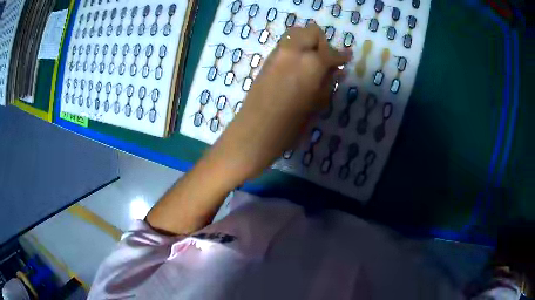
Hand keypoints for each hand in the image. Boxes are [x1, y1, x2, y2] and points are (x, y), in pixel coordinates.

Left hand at [206, 24, 351, 183]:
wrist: (254, 132)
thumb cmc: (290, 126)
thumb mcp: (317, 105)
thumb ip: (328, 83)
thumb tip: (338, 70)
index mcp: (311, 63)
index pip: (331, 52)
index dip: (341, 56)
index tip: (347, 58)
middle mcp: (293, 52)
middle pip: (311, 31)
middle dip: (322, 42)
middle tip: (325, 61)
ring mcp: (277, 54)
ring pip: (296, 34)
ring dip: (307, 42)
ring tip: (311, 62)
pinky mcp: (267, 60)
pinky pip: (285, 45)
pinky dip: (295, 49)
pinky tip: (298, 66)